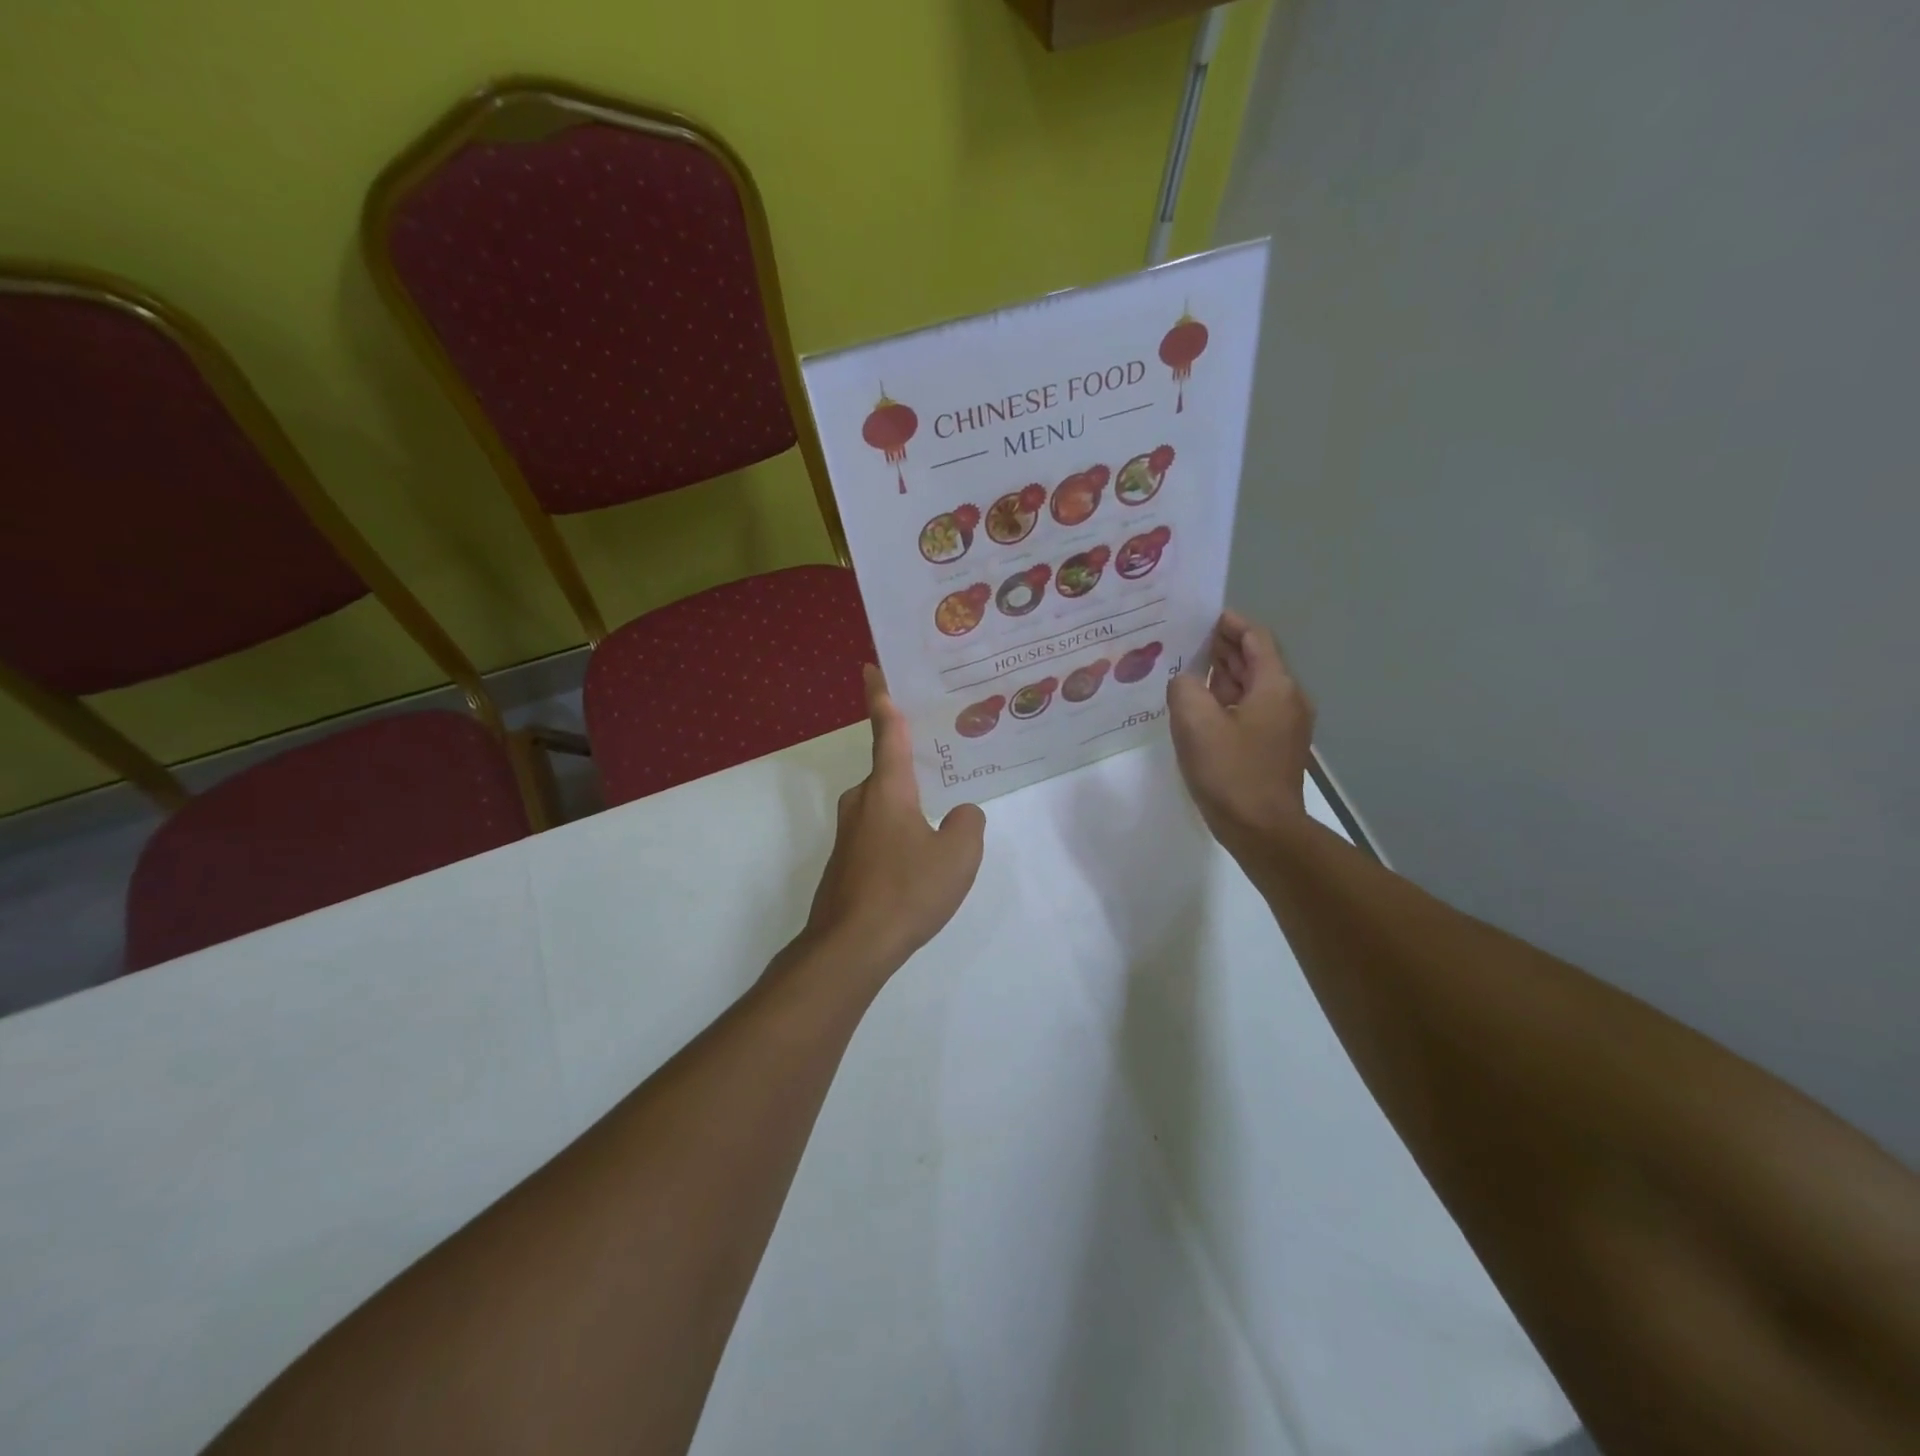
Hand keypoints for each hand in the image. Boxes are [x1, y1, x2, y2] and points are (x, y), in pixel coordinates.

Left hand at [800, 666, 985, 979]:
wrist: (851, 947)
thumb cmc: (906, 890)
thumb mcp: (958, 854)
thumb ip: (968, 824)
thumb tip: (961, 814)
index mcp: (887, 789)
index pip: (886, 730)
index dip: (881, 697)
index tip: (870, 667)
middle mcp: (862, 802)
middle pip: (889, 773)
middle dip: (912, 769)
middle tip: (943, 765)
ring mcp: (849, 834)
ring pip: (885, 808)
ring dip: (909, 810)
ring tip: (940, 826)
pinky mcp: (845, 863)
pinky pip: (879, 835)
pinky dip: (899, 838)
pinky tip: (918, 865)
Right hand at [1166, 611, 1315, 854]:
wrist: (1263, 831)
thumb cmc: (1231, 772)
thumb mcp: (1195, 723)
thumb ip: (1185, 688)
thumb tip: (1186, 682)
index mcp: (1275, 686)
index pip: (1256, 638)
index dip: (1230, 623)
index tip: (1201, 616)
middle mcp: (1287, 699)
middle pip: (1256, 660)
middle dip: (1223, 647)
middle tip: (1185, 640)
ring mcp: (1284, 726)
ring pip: (1252, 687)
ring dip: (1224, 675)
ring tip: (1187, 669)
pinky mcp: (1274, 748)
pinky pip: (1250, 710)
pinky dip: (1227, 700)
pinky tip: (1199, 708)